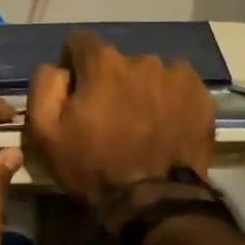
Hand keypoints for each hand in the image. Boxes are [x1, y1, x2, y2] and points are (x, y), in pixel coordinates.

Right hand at [24, 29, 213, 205]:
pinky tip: (165, 125)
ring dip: (140, 89)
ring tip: (140, 123)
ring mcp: (176, 76)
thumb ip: (44, 85)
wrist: (153, 202)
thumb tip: (58, 67)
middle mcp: (141, 59)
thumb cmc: (92, 166)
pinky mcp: (201, 96)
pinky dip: (169, 100)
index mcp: (102, 62)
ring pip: (149, 73)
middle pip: (116, 61)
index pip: (80, 41)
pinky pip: (178, 86)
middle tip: (109, 116)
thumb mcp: (44, 132)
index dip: (73, 65)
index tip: (75, 93)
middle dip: (109, 81)